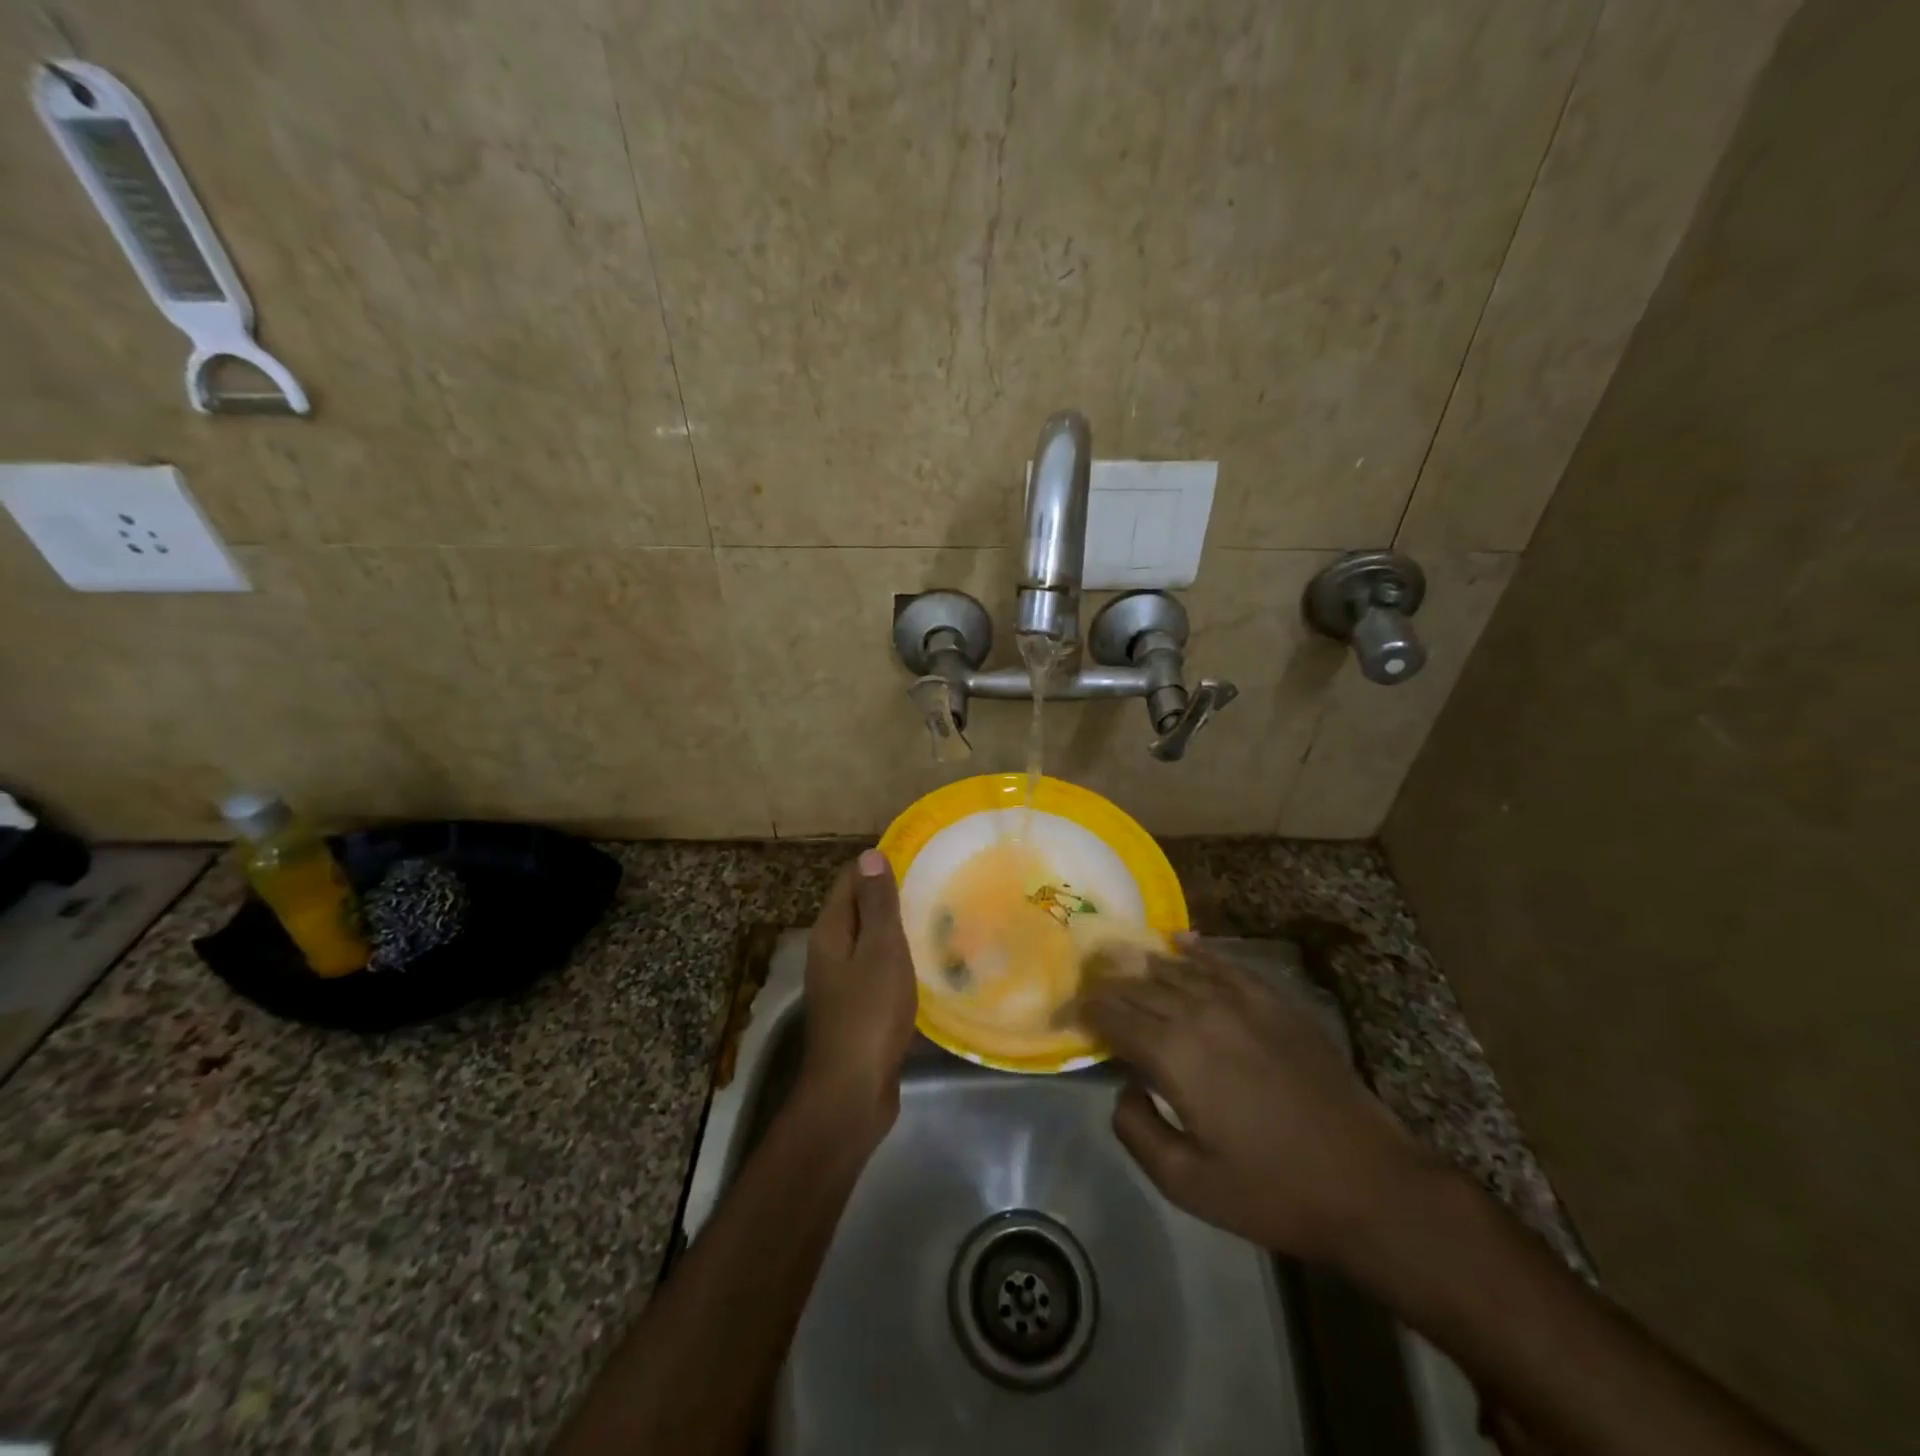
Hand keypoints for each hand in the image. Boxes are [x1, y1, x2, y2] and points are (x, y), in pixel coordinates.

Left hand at [798, 849, 917, 1133]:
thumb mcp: (880, 950)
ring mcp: (842, 983)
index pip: (850, 881)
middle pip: (859, 910)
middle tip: (935, 885)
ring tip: (938, 918)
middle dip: (890, 897)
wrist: (853, 1091)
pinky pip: (878, 971)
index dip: (878, 866)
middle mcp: (830, 952)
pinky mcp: (857, 1010)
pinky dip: (898, 961)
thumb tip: (869, 855)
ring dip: (897, 931)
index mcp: (830, 932)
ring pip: (870, 943)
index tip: (916, 856)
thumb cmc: (869, 1013)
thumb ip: (877, 904)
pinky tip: (927, 964)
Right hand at [1077, 939, 1427, 1266]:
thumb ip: (1137, 1129)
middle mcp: (1200, 1012)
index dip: (1082, 1011)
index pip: (1112, 1016)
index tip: (1063, 1013)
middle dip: (1105, 984)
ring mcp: (1240, 1001)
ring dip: (1141, 966)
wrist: (1368, 1182)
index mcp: (1173, 1053)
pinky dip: (1196, 950)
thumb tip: (1123, 1087)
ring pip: (1175, 969)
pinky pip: (1224, 963)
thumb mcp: (1187, 1183)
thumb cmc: (1272, 1189)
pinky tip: (1179, 941)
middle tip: (1084, 985)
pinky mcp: (1273, 1001)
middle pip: (1138, 986)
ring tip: (1118, 961)